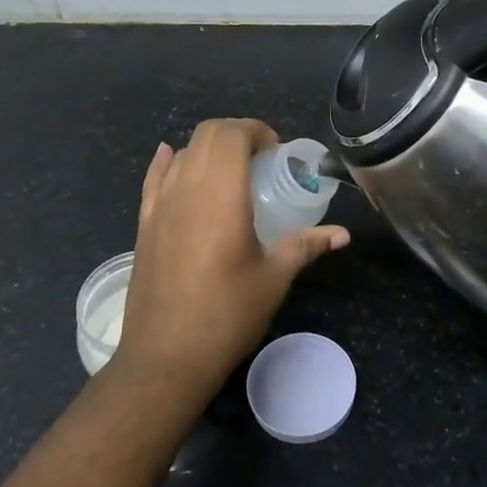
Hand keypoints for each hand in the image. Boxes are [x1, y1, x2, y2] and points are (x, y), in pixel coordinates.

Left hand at [114, 119, 348, 395]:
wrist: (166, 356)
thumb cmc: (227, 315)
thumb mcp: (274, 279)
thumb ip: (306, 246)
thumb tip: (342, 234)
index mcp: (221, 195)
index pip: (232, 134)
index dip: (256, 131)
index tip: (277, 152)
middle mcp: (186, 189)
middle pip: (206, 134)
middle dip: (236, 134)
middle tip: (261, 160)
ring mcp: (159, 206)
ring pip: (182, 153)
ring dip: (208, 149)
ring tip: (231, 172)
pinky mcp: (144, 224)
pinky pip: (154, 178)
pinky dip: (168, 162)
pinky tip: (174, 159)